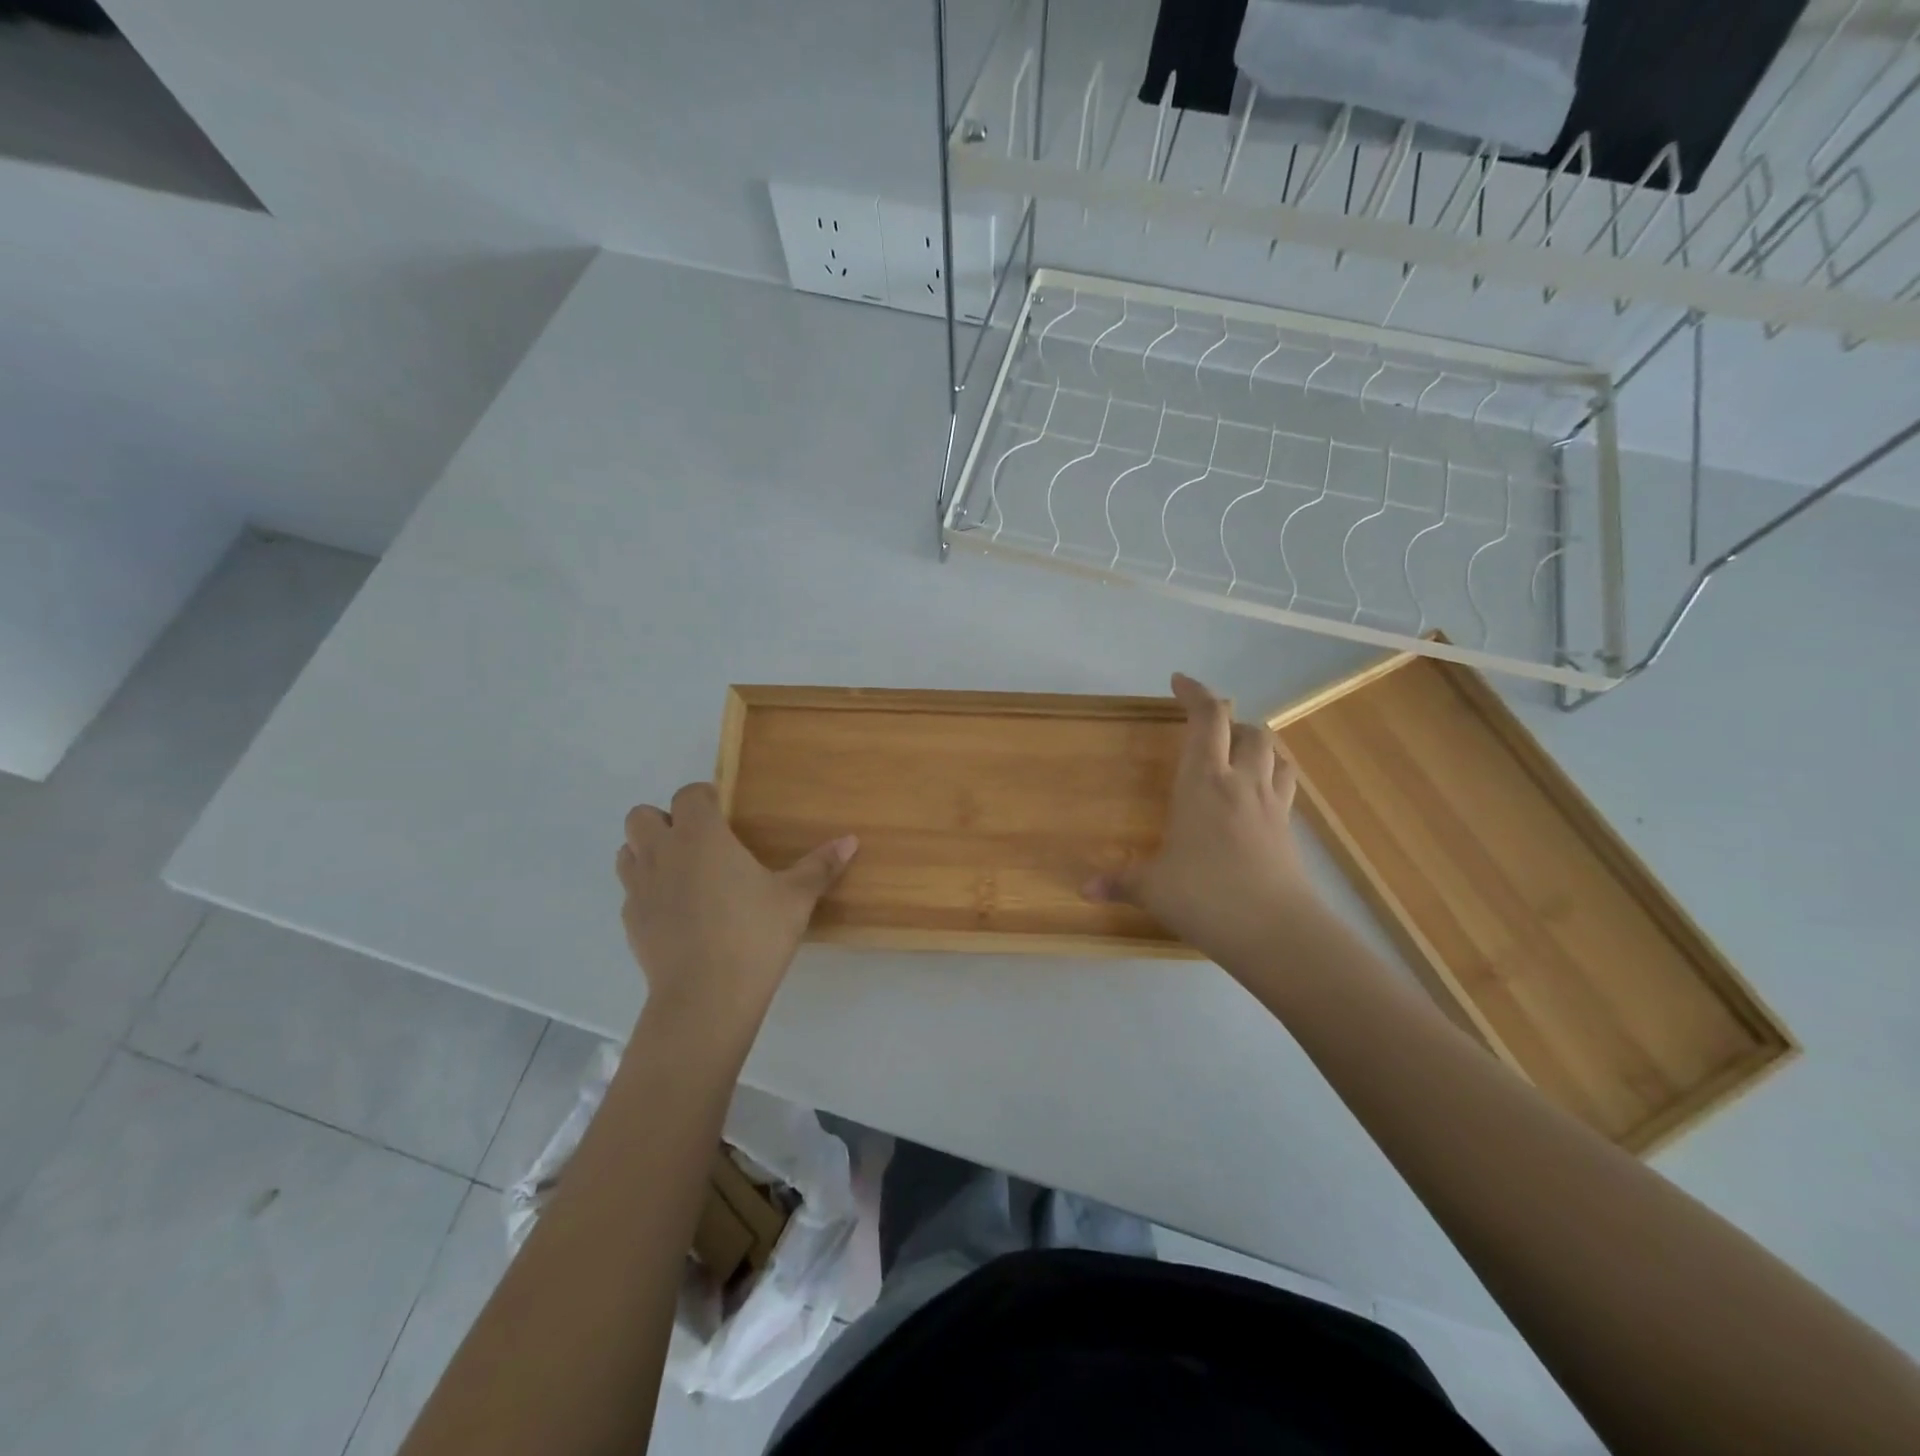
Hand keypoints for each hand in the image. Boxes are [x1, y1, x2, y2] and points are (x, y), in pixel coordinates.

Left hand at [615, 783, 856, 1033]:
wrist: (705, 997)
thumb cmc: (754, 935)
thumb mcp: (796, 899)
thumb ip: (820, 866)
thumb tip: (851, 840)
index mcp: (700, 836)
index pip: (689, 795)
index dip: (704, 798)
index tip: (724, 814)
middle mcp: (662, 852)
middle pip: (641, 816)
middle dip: (664, 820)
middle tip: (699, 842)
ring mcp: (639, 888)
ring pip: (627, 851)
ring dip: (648, 852)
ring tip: (683, 872)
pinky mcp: (630, 922)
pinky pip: (631, 891)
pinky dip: (648, 891)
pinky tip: (677, 912)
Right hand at [1084, 673, 1318, 964]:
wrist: (1275, 931)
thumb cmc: (1205, 896)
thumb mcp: (1152, 888)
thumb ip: (1119, 882)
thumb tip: (1083, 889)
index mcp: (1204, 782)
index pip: (1207, 719)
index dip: (1195, 693)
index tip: (1179, 681)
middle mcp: (1241, 783)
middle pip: (1248, 730)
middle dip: (1228, 721)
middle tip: (1206, 730)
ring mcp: (1271, 805)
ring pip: (1275, 753)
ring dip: (1256, 744)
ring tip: (1237, 753)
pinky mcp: (1289, 830)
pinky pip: (1284, 786)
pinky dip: (1272, 776)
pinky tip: (1255, 796)